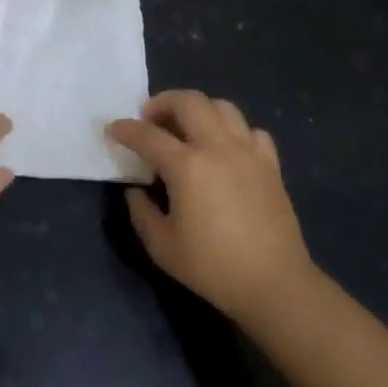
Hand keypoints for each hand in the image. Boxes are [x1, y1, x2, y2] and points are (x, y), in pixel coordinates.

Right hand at [109, 90, 314, 322]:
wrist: (275, 285)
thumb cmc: (213, 267)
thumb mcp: (161, 246)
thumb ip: (141, 212)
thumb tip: (136, 190)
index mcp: (187, 166)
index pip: (147, 135)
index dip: (125, 129)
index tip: (112, 130)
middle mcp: (217, 147)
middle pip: (188, 101)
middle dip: (162, 102)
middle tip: (150, 119)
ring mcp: (248, 152)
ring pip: (222, 106)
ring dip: (198, 109)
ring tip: (187, 127)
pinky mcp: (270, 164)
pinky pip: (251, 131)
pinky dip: (234, 131)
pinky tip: (226, 148)